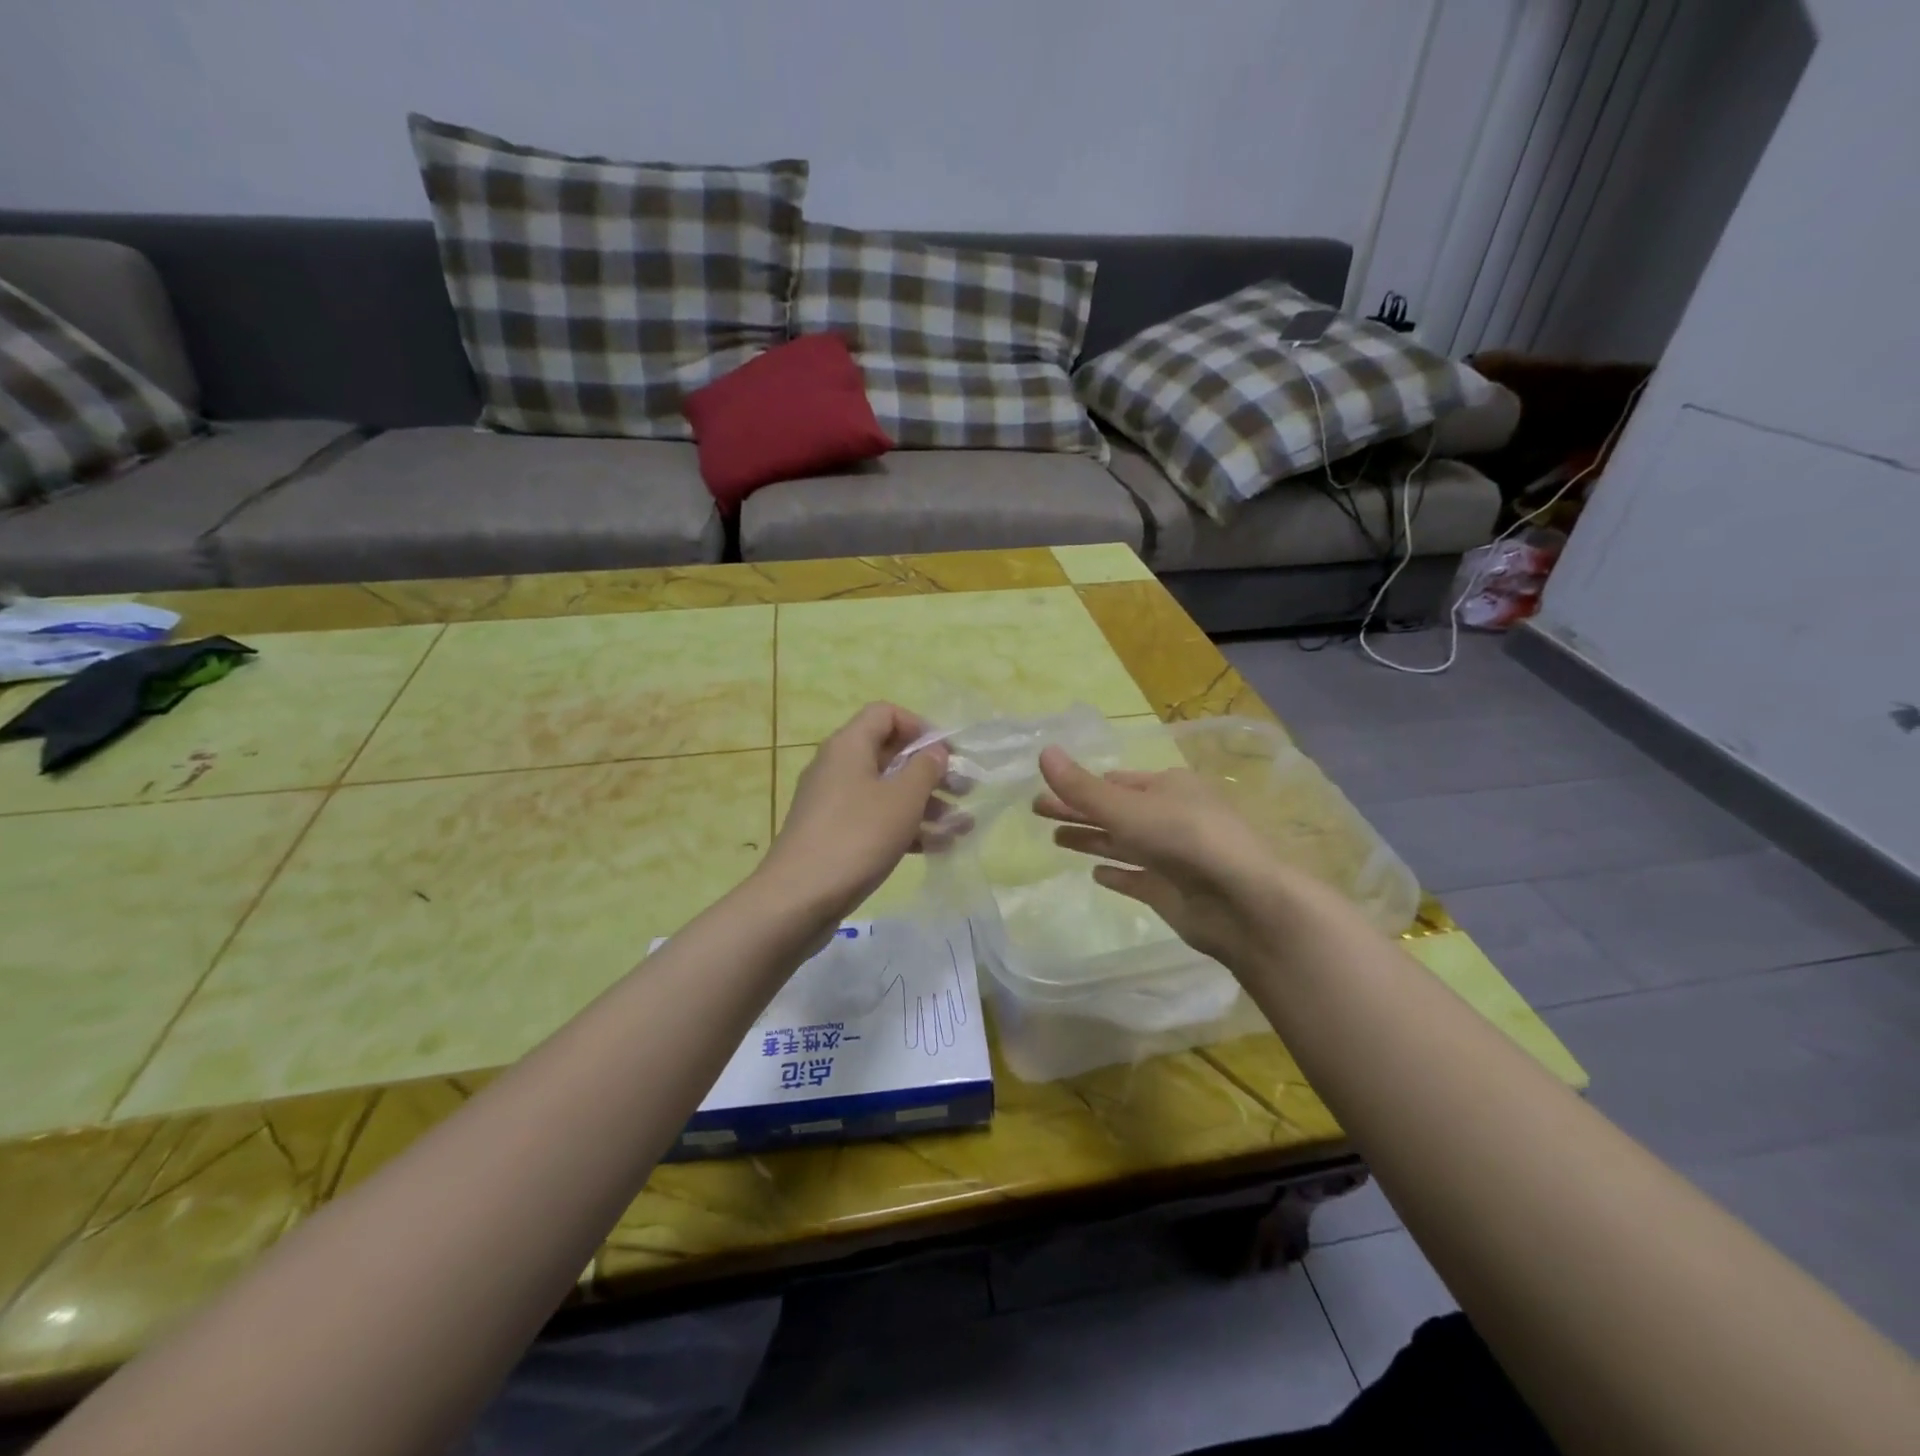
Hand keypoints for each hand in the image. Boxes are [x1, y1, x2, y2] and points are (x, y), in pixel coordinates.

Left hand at [761, 703, 952, 925]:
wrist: (799, 898)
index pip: (885, 714)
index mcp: (849, 745)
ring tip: (962, 826)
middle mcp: (838, 767)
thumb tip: (934, 752)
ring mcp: (833, 803)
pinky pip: (875, 820)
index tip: (947, 754)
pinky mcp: (834, 835)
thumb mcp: (902, 798)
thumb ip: (925, 769)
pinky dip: (905, 828)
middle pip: (889, 755)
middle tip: (965, 791)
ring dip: (925, 804)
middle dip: (930, 772)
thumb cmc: (857, 836)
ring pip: (886, 792)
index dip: (920, 727)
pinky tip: (939, 847)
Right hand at [1033, 745, 1299, 972]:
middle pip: (1114, 811)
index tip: (1047, 787)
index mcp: (1168, 787)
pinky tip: (1095, 875)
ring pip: (1123, 843)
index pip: (1116, 781)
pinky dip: (1117, 875)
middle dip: (1078, 809)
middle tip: (1037, 810)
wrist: (1242, 901)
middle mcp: (1171, 817)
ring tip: (1055, 838)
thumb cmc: (1184, 839)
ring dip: (1092, 839)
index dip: (1081, 784)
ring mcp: (1173, 856)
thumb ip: (1082, 787)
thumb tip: (1043, 752)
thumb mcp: (1126, 807)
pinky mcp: (1173, 892)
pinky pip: (1137, 879)